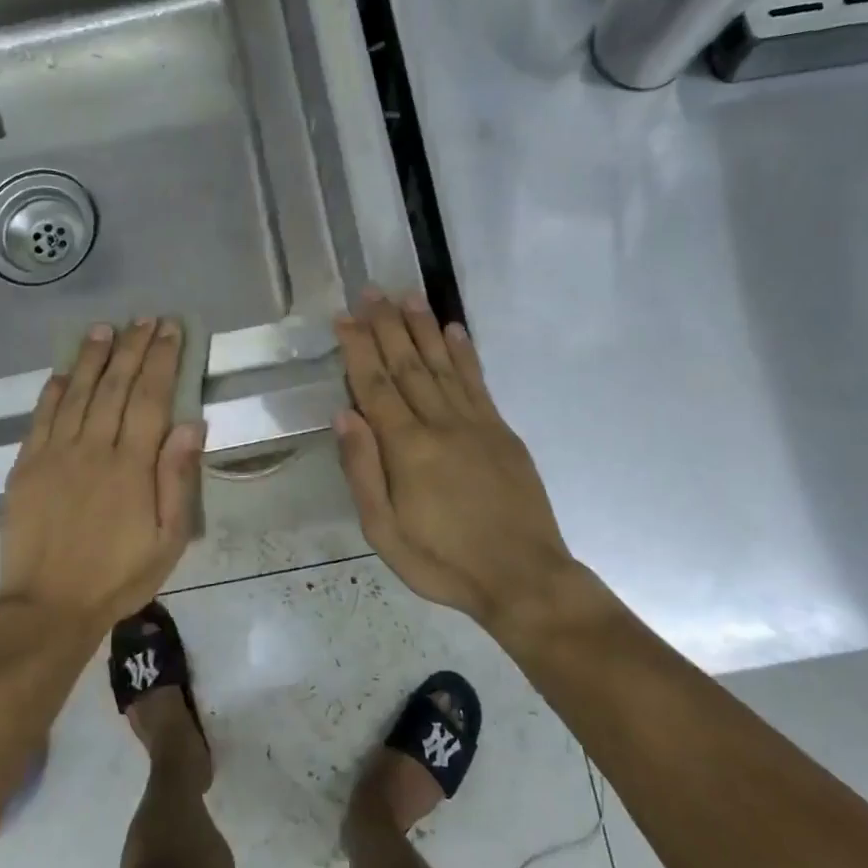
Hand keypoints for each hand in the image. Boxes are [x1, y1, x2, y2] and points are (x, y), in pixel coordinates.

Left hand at [0, 319, 203, 636]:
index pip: (151, 397)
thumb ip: (178, 479)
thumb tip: (191, 424)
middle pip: (116, 385)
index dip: (162, 359)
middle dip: (133, 348)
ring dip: (93, 358)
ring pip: (77, 392)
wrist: (50, 607)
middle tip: (145, 319)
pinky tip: (63, 371)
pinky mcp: (26, 466)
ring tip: (105, 329)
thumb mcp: (169, 538)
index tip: (171, 330)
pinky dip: (53, 390)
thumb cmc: (119, 576)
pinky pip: (40, 417)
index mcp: (132, 465)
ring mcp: (55, 454)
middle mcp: (93, 448)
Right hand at [333, 290, 574, 627]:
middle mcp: (440, 423)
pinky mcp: (502, 431)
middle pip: (407, 365)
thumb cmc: (443, 562)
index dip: (358, 348)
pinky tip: (454, 330)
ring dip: (423, 328)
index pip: (375, 385)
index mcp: (407, 448)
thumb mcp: (384, 532)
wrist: (523, 577)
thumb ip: (363, 470)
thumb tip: (344, 414)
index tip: (345, 316)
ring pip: (443, 364)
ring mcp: (476, 423)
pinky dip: (464, 353)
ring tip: (407, 296)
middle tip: (371, 290)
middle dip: (386, 325)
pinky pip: (478, 382)